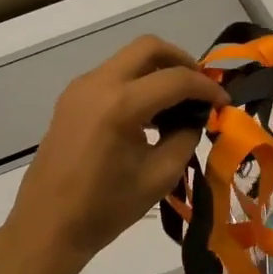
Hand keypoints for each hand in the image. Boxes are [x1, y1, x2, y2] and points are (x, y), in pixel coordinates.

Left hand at [5, 36, 228, 273]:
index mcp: (121, 104)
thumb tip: (196, 117)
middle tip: (201, 88)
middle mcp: (98, 84)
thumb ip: (185, 137)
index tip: (224, 104)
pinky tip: (149, 113)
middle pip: (149, 47)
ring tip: (178, 104)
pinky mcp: (71, 99)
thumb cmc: (105, 208)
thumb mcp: (159, 176)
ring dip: (158, 71)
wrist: (48, 226)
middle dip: (182, 61)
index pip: (176, 79)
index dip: (207, 89)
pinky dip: (137, 83)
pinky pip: (112, 76)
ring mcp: (80, 88)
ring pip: (128, 59)